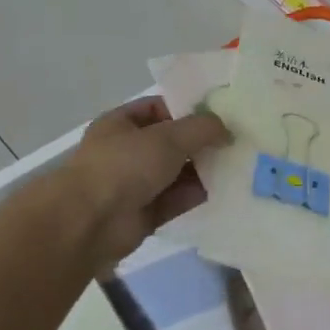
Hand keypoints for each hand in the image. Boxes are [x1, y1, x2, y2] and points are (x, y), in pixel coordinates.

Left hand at [56, 98, 230, 267]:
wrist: (90, 222)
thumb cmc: (124, 165)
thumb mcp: (168, 136)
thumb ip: (202, 128)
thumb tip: (227, 130)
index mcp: (122, 124)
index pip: (159, 108)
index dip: (188, 109)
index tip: (220, 115)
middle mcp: (128, 151)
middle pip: (172, 142)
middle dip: (202, 142)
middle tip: (237, 141)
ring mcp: (136, 183)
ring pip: (177, 172)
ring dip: (204, 169)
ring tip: (239, 165)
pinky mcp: (147, 212)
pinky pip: (178, 199)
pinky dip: (198, 194)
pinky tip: (226, 189)